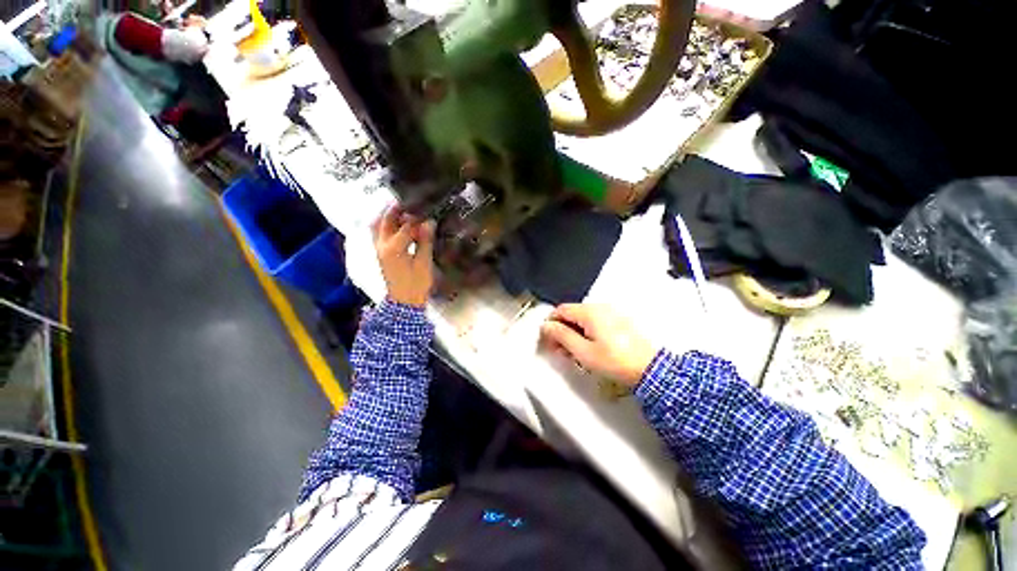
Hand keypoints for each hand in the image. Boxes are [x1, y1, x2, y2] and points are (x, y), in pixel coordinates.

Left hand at [373, 206, 434, 306]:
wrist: (404, 303)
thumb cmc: (416, 285)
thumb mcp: (424, 263)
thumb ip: (425, 241)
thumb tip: (429, 222)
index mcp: (394, 248)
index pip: (405, 226)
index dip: (417, 218)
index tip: (427, 212)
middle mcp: (382, 246)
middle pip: (385, 221)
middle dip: (395, 210)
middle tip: (407, 202)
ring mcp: (378, 250)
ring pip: (378, 227)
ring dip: (387, 216)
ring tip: (400, 210)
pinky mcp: (380, 254)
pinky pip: (379, 234)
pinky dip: (384, 226)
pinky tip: (395, 225)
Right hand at [540, 304, 657, 386]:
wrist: (651, 369)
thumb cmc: (615, 361)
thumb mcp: (583, 352)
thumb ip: (562, 336)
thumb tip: (547, 326)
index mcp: (590, 312)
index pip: (561, 310)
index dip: (551, 323)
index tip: (548, 339)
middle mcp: (600, 307)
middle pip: (572, 313)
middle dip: (562, 330)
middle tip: (559, 349)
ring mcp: (612, 313)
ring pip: (584, 319)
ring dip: (574, 332)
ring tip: (574, 352)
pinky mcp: (619, 321)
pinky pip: (596, 322)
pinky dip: (587, 332)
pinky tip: (589, 348)